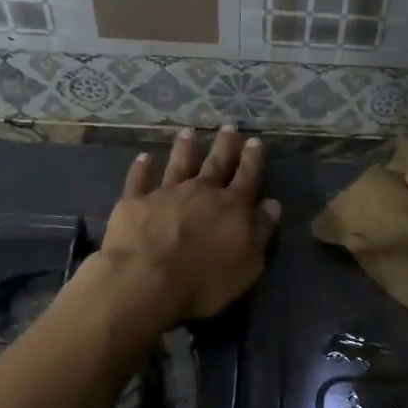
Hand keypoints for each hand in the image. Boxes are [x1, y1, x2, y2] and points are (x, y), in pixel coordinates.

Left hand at [93, 127, 280, 321]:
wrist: (146, 280)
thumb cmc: (204, 280)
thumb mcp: (247, 264)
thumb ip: (261, 232)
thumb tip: (272, 205)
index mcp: (232, 207)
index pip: (248, 177)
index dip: (253, 159)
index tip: (255, 141)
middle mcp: (201, 192)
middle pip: (216, 164)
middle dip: (225, 145)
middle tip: (229, 127)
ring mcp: (166, 194)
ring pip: (179, 164)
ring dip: (185, 148)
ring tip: (189, 132)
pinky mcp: (135, 202)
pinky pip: (139, 180)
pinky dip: (141, 168)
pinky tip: (143, 158)